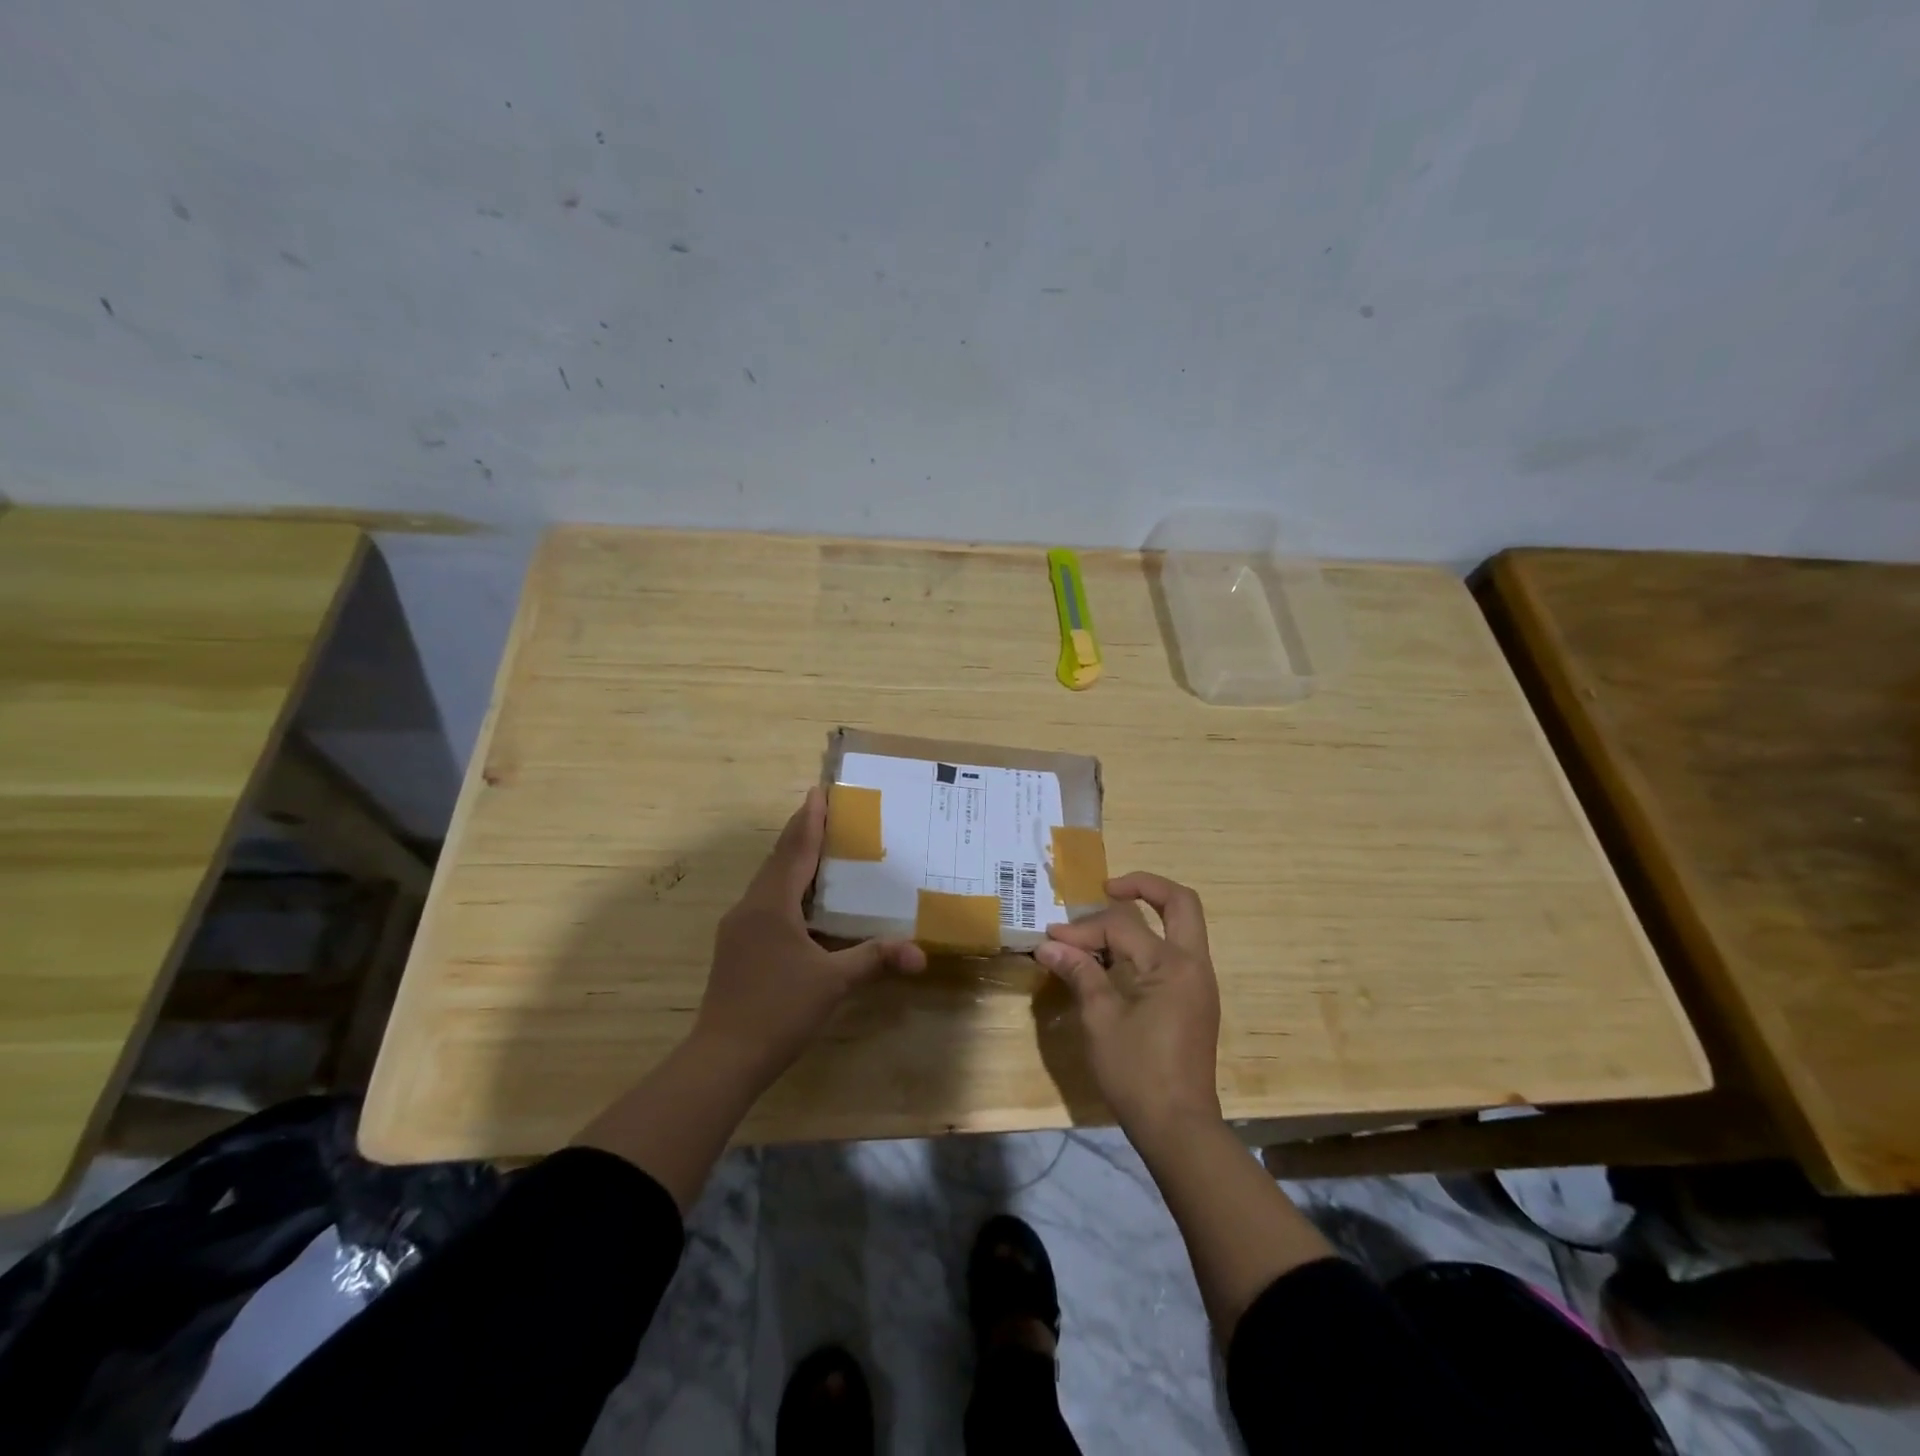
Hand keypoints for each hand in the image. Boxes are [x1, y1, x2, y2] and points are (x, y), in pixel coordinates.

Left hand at [692, 787, 925, 1086]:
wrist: (722, 1058)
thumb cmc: (779, 1010)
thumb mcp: (833, 982)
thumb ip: (875, 959)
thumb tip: (920, 954)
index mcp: (772, 904)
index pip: (795, 849)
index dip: (810, 819)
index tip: (820, 790)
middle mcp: (751, 906)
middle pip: (779, 859)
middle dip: (802, 833)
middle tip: (828, 813)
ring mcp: (738, 928)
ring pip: (769, 882)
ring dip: (793, 861)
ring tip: (821, 850)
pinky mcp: (736, 947)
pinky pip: (765, 903)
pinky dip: (787, 889)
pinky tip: (804, 903)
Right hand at [1035, 872, 1221, 1141]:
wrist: (1179, 1128)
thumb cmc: (1137, 1073)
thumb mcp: (1100, 1019)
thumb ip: (1080, 973)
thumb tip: (1049, 946)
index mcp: (1172, 965)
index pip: (1123, 926)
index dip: (1083, 929)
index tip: (1051, 940)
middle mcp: (1194, 965)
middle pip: (1180, 903)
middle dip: (1144, 886)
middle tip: (1108, 888)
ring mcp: (1199, 983)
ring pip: (1181, 926)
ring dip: (1147, 915)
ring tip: (1105, 923)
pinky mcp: (1195, 1001)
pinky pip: (1176, 953)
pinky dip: (1150, 942)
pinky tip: (1118, 957)